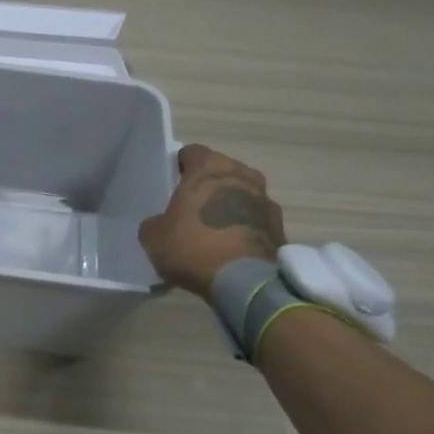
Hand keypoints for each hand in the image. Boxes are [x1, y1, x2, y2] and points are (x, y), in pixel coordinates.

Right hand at [138, 145, 285, 300]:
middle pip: (221, 170)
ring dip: (230, 203)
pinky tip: (231, 245)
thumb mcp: (153, 236)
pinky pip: (256, 217)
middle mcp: (241, 174)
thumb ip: (155, 221)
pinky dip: (245, 225)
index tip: (172, 183)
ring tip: (214, 227)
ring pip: (242, 193)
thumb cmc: (192, 246)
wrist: (243, 281)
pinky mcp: (280, 224)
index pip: (192, 152)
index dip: (180, 166)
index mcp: (209, 168)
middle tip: (191, 206)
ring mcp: (266, 198)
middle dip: (208, 184)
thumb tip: (161, 224)